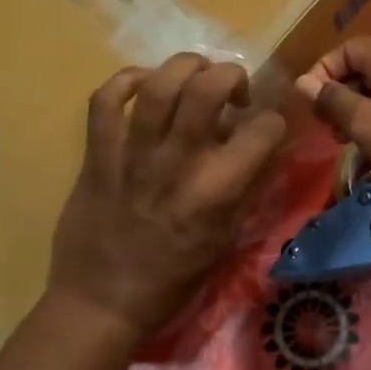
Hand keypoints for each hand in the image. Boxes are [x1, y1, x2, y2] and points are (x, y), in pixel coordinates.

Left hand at [41, 54, 285, 353]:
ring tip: (194, 75)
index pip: (263, 129)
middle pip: (207, 87)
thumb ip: (251, 188)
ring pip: (157, 85)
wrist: (102, 302)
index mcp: (217, 190)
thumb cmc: (174, 278)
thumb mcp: (227, 239)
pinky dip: (126, 80)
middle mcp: (178, 163)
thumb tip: (271, 148)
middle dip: (230, 75)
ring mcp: (132, 155)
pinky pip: (105, 100)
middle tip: (231, 91)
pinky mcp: (97, 155)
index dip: (274, 121)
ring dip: (183, 67)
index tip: (266, 128)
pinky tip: (144, 86)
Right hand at [294, 36, 370, 204]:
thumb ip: (333, 100)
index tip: (312, 101)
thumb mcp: (365, 123)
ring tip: (349, 144)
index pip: (349, 48)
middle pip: (365, 70)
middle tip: (329, 128)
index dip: (324, 69)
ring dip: (359, 114)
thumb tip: (303, 82)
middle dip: (341, 96)